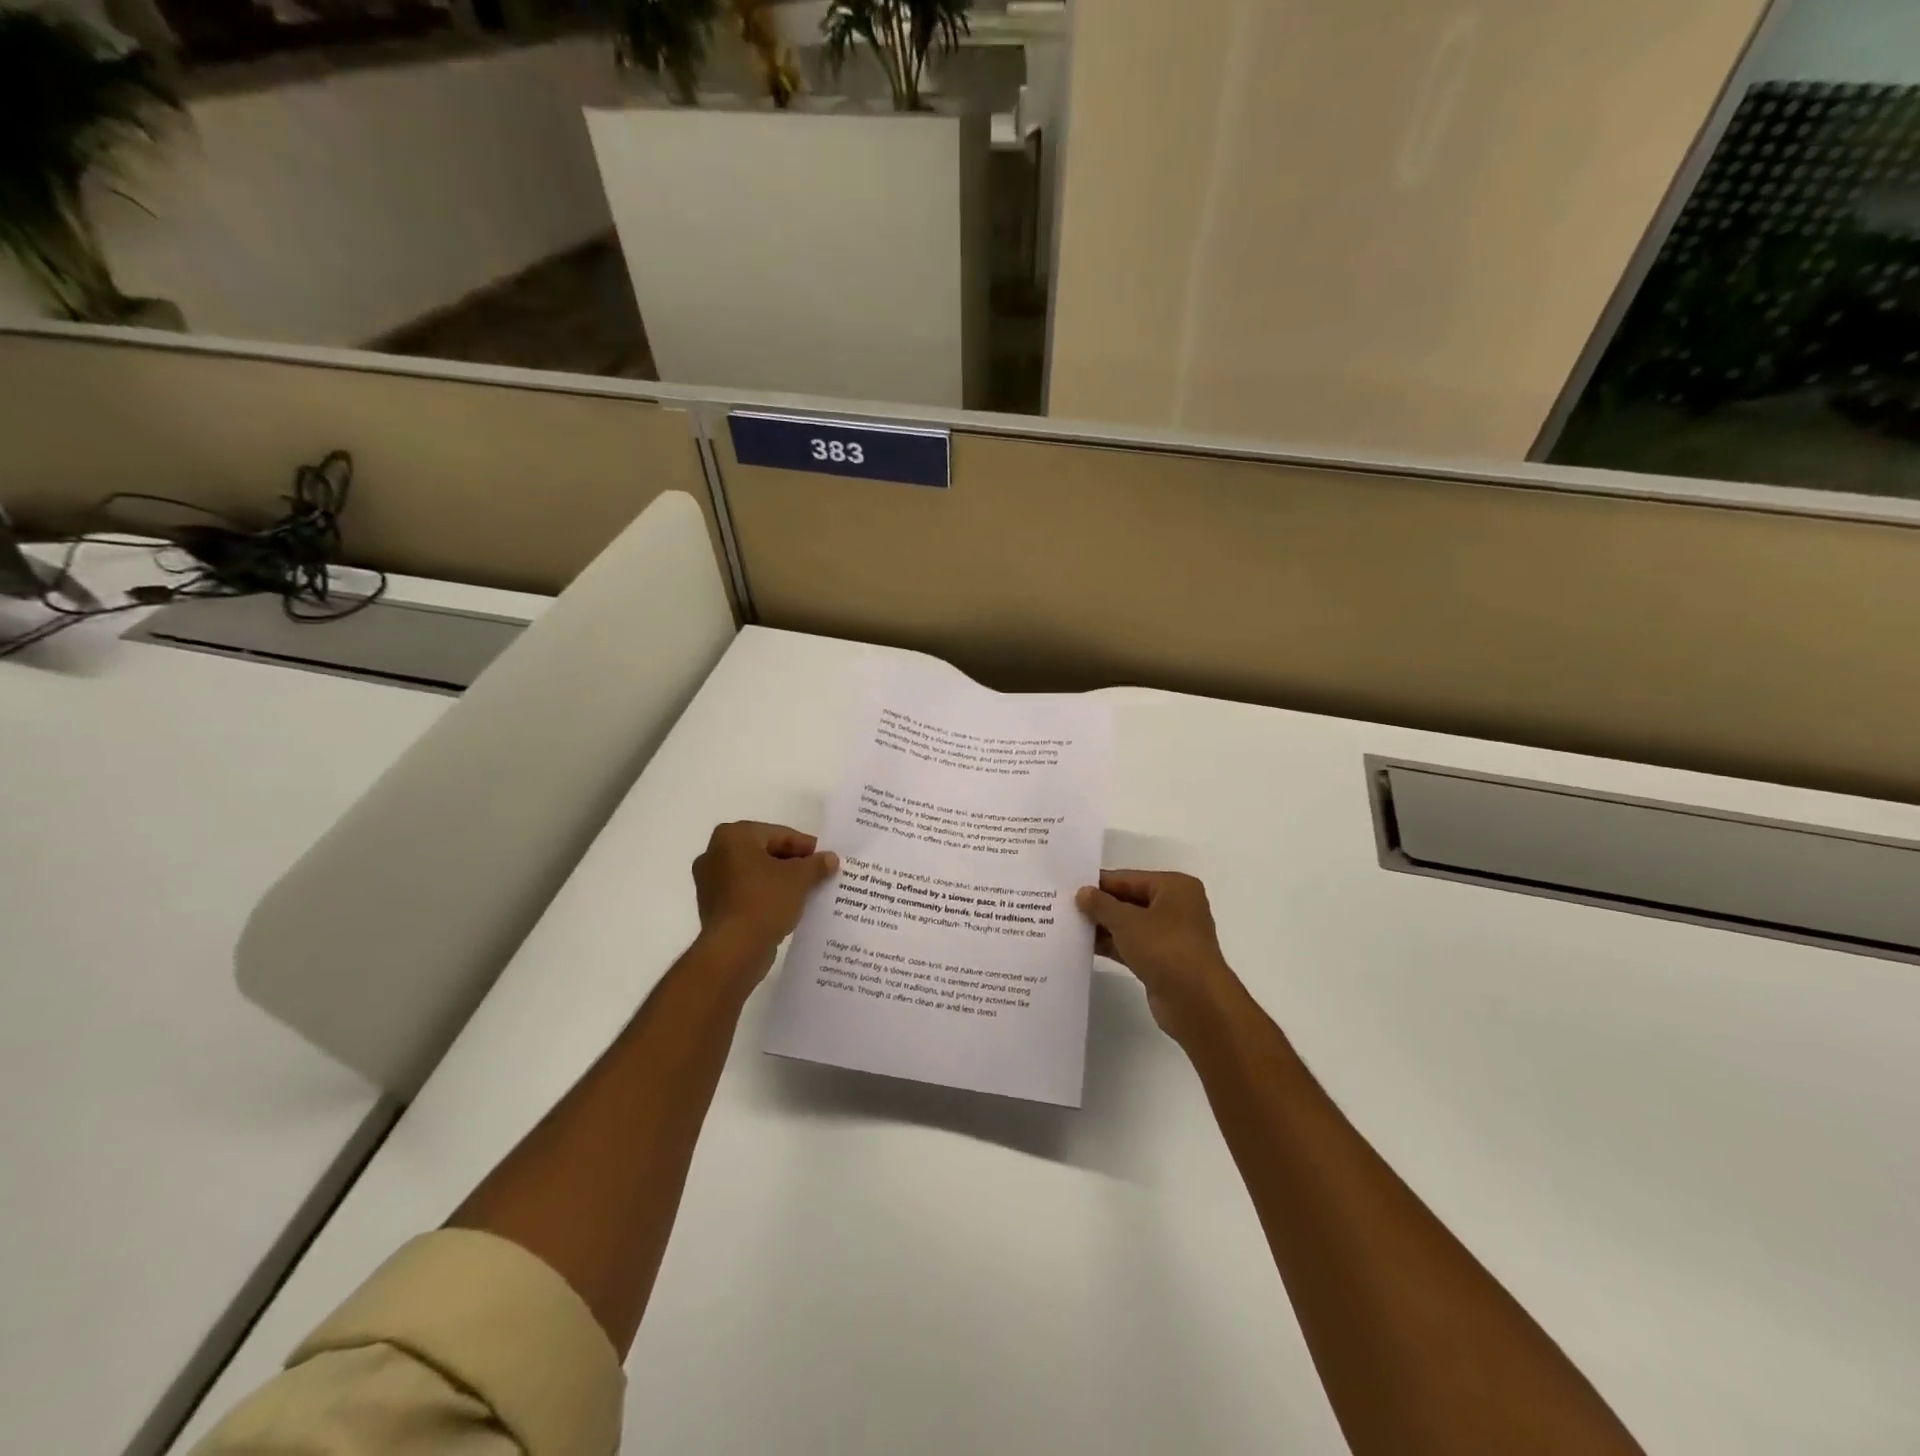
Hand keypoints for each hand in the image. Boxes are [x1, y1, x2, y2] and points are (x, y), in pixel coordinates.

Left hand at [692, 821, 837, 975]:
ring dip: (779, 881)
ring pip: (755, 874)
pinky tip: (786, 907)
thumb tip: (830, 858)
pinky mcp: (712, 907)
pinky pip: (745, 893)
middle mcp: (714, 853)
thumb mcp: (799, 879)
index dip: (806, 847)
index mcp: (733, 836)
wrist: (734, 950)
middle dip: (792, 864)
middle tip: (818, 874)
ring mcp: (710, 882)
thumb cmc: (765, 901)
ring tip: (806, 892)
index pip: (779, 835)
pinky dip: (765, 896)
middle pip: (765, 852)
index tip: (826, 859)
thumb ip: (816, 864)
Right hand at [1077, 871, 1243, 1042]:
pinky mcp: (1163, 961)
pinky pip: (1132, 946)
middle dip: (1100, 906)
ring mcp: (1170, 936)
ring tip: (1068, 926)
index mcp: (1174, 887)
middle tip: (1064, 906)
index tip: (1068, 887)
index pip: (1128, 878)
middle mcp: (1176, 907)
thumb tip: (1083, 892)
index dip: (1099, 883)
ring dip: (1103, 927)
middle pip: (1129, 901)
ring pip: (1130, 925)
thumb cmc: (1165, 948)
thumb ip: (1101, 905)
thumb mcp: (1127, 921)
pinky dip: (1112, 945)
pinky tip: (1084, 947)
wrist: (1197, 1002)